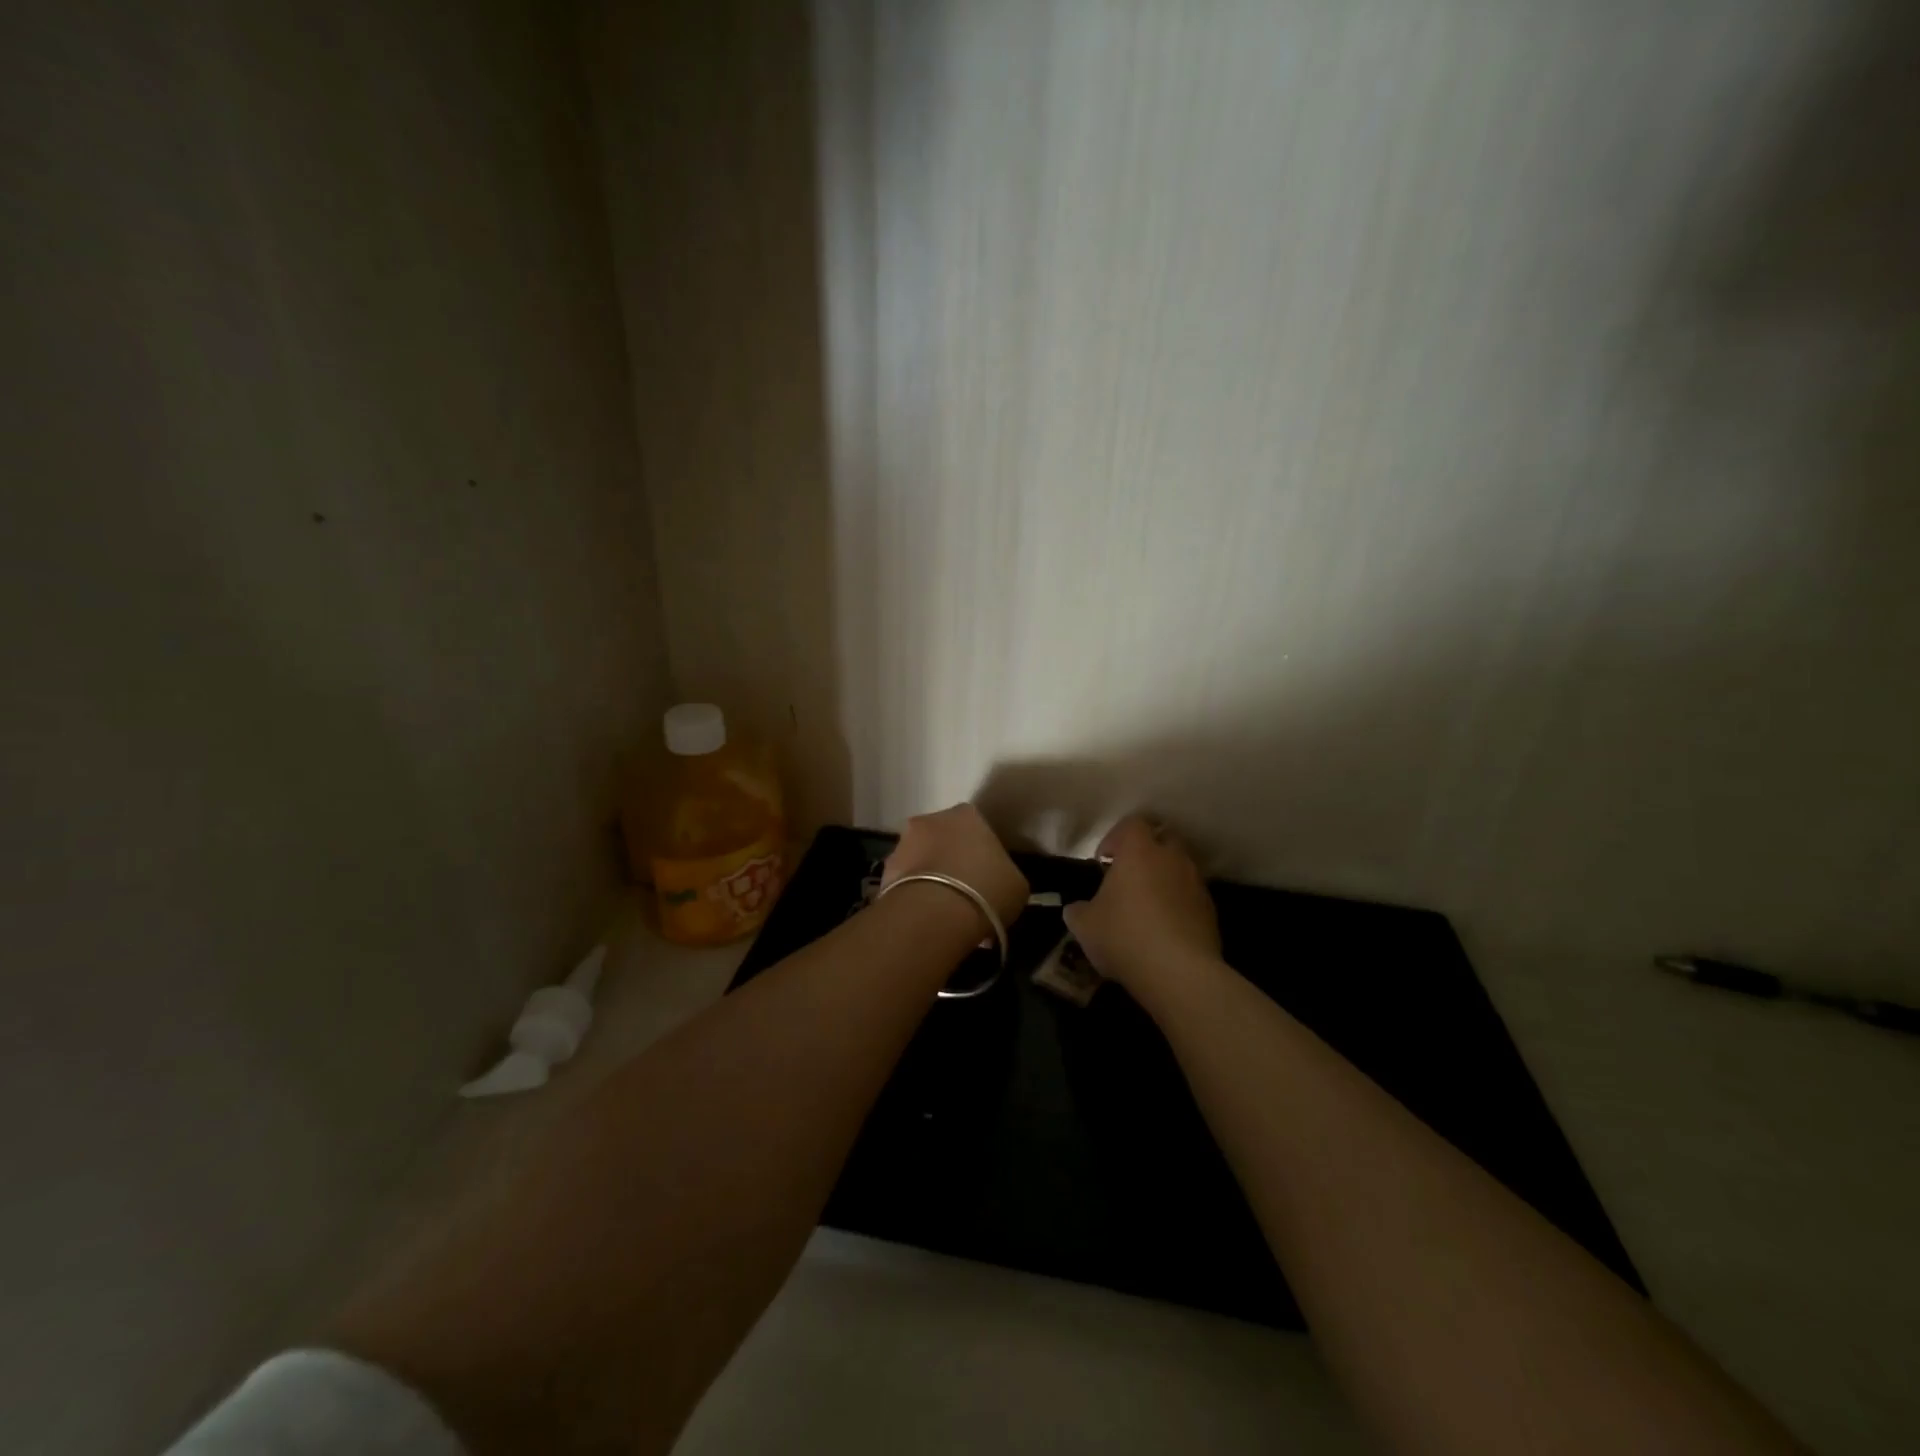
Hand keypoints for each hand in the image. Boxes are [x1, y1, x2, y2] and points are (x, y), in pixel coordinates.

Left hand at [882, 803, 1029, 933]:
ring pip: (921, 859)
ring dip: (930, 877)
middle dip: (951, 860)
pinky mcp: (884, 871)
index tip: (986, 876)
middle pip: (944, 839)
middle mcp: (930, 820)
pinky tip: (926, 918)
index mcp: (967, 815)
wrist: (936, 913)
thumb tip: (998, 881)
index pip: (976, 827)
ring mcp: (903, 844)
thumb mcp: (1015, 884)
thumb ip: (1005, 874)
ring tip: (943, 910)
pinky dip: (914, 895)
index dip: (981, 852)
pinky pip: (905, 882)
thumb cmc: (986, 890)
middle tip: (964, 892)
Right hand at [1063, 815, 1221, 993]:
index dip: (1116, 837)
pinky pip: (1192, 896)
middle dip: (1148, 851)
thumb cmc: (1124, 936)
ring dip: (1166, 878)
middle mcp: (1172, 858)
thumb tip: (1076, 909)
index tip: (1104, 859)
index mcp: (1139, 851)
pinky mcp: (1211, 911)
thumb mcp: (1084, 926)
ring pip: (1181, 867)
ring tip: (1148, 905)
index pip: (1133, 823)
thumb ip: (1078, 911)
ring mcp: (1196, 884)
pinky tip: (1165, 929)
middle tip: (1130, 875)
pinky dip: (1180, 904)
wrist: (1179, 972)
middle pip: (1164, 837)